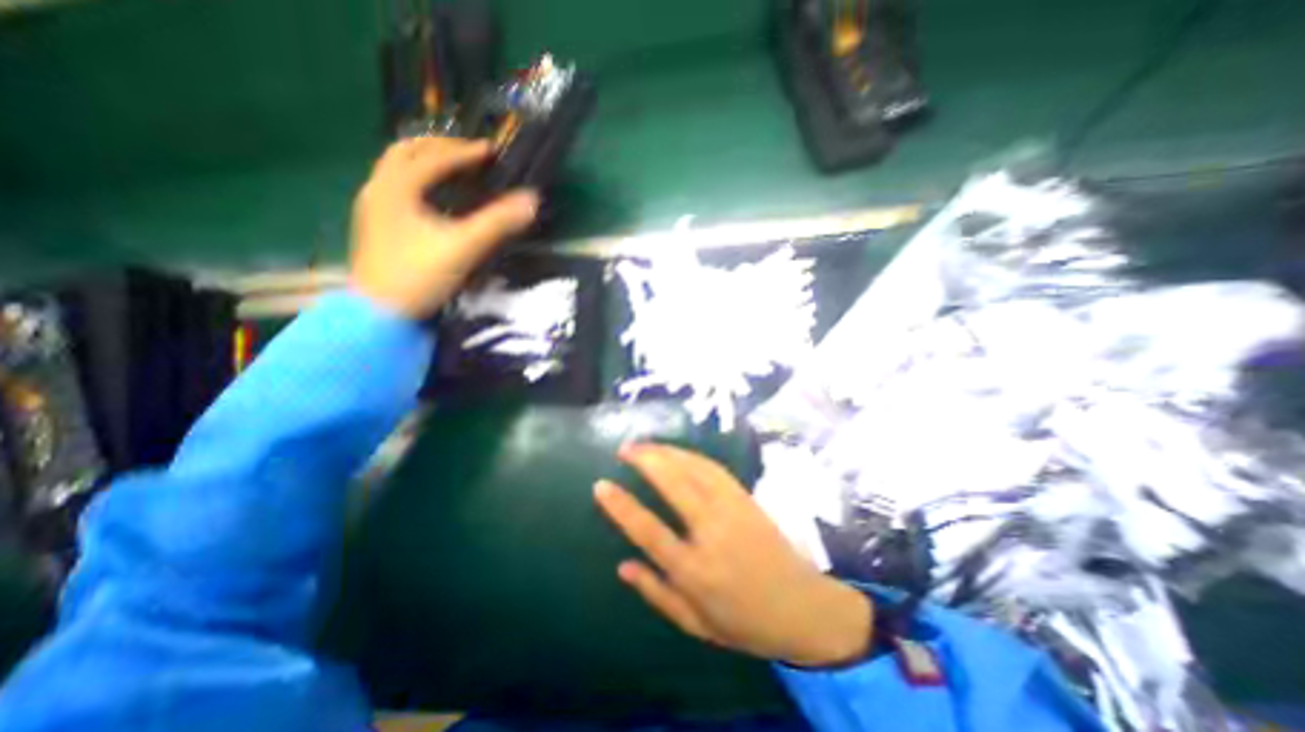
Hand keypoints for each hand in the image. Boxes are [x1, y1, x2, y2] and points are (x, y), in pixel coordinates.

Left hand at [347, 138, 539, 320]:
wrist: (379, 313)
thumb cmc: (418, 276)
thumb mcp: (463, 248)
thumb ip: (497, 223)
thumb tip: (531, 200)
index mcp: (397, 187)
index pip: (434, 158)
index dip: (465, 152)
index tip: (492, 151)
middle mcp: (379, 188)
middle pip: (406, 152)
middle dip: (440, 147)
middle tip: (470, 154)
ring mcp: (373, 207)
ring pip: (397, 169)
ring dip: (426, 161)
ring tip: (453, 169)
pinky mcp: (376, 225)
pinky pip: (396, 187)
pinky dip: (417, 180)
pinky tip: (432, 197)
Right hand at [595, 440, 869, 668]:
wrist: (805, 608)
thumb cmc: (746, 622)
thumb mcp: (696, 624)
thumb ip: (657, 593)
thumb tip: (622, 566)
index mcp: (695, 571)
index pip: (649, 531)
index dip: (621, 506)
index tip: (601, 485)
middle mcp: (712, 534)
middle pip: (674, 485)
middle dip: (646, 460)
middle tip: (624, 448)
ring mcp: (733, 510)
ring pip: (695, 469)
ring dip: (667, 451)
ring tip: (645, 444)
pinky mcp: (747, 498)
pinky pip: (715, 468)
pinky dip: (691, 455)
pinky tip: (678, 451)